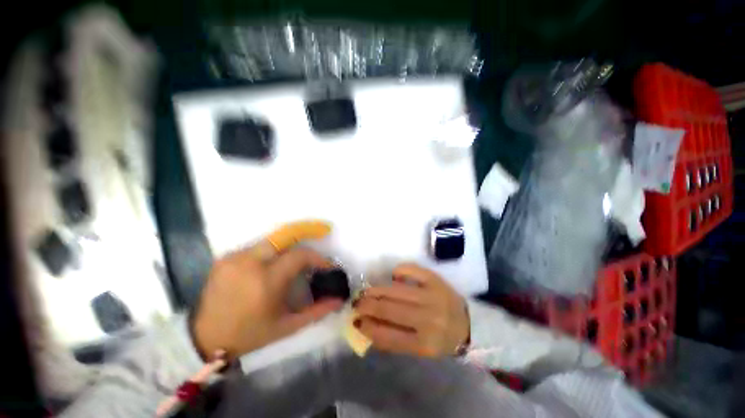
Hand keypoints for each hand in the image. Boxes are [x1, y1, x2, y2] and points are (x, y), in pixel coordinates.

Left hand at [192, 221, 342, 360]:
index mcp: (265, 281)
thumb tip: (339, 299)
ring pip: (272, 239)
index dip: (318, 257)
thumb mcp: (286, 326)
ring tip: (302, 252)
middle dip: (307, 229)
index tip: (327, 266)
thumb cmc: (249, 335)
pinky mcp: (226, 257)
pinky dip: (274, 249)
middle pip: (285, 235)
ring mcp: (235, 257)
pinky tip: (278, 261)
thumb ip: (317, 311)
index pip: (299, 256)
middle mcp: (249, 263)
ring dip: (291, 243)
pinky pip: (258, 246)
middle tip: (323, 230)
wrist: (203, 339)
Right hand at [353, 263, 469, 357]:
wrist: (468, 324)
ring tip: (366, 291)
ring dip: (376, 290)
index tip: (356, 322)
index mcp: (425, 343)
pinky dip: (399, 271)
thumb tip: (367, 326)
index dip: (369, 328)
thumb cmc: (441, 340)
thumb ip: (394, 340)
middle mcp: (428, 319)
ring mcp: (432, 296)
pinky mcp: (435, 280)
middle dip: (368, 306)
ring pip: (396, 291)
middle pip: (389, 310)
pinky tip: (393, 277)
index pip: (388, 336)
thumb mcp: (420, 349)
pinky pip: (412, 270)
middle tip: (356, 303)